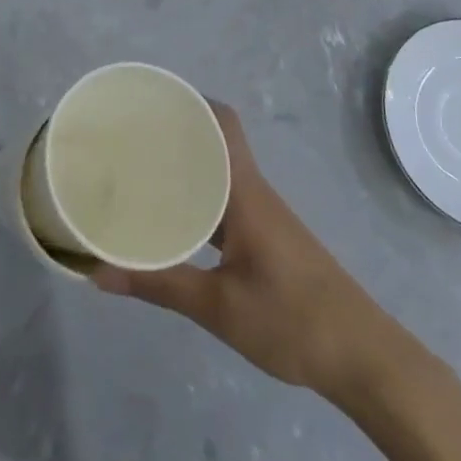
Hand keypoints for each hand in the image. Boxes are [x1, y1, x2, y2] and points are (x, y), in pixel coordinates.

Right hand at [93, 104, 422, 402]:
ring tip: (137, 175)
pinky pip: (225, 202)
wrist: (364, 358)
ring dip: (185, 168)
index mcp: (245, 192)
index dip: (189, 102)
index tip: (146, 103)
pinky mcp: (267, 239)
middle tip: (127, 140)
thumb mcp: (218, 307)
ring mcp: (263, 216)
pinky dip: (197, 200)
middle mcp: (254, 192)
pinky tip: (172, 221)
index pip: (221, 123)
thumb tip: (96, 272)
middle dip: (175, 134)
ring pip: (219, 174)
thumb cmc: (293, 321)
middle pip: (216, 143)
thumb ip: (159, 285)